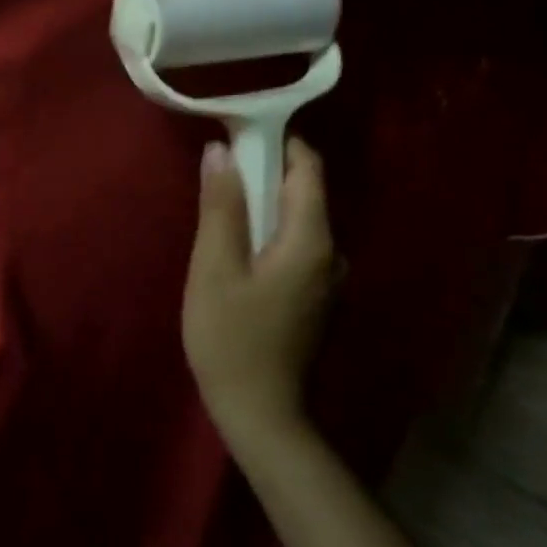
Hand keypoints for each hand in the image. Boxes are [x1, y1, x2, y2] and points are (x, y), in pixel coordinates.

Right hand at [182, 136, 335, 443]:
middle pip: (303, 192)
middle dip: (264, 171)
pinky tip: (237, 246)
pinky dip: (268, 231)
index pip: (307, 168)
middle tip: (218, 168)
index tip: (237, 132)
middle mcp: (331, 253)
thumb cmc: (231, 337)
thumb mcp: (214, 267)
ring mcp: (327, 278)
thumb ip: (221, 206)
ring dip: (263, 203)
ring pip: (297, 220)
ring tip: (221, 204)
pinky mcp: (314, 297)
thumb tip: (221, 150)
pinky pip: (295, 245)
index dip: (276, 141)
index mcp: (311, 239)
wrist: (260, 413)